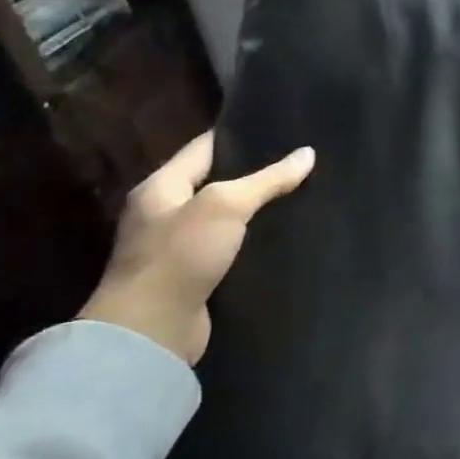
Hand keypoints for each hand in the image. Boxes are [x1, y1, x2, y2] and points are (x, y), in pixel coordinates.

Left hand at [78, 131, 315, 364]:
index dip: (238, 135)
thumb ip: (267, 179)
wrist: (151, 331)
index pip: (203, 148)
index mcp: (161, 187)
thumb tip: (307, 153)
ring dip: (255, 210)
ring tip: (300, 194)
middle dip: (252, 173)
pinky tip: (281, 236)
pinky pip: (228, 248)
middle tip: (298, 161)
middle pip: (214, 182)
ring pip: (224, 218)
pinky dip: (251, 241)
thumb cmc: (181, 255)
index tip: (278, 127)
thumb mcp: (226, 206)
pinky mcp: (193, 277)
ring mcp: (177, 248)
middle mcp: (164, 213)